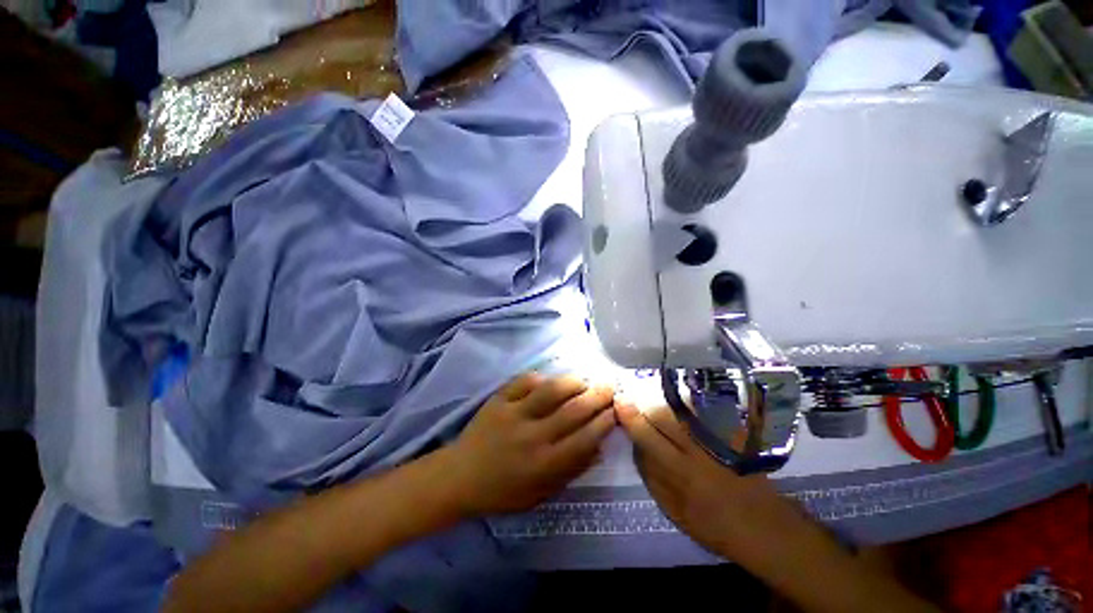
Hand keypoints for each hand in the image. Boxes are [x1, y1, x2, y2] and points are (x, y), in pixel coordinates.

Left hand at [445, 373, 615, 516]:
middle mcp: (532, 436)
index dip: (603, 422)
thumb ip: (570, 471)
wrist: (459, 476)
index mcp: (543, 464)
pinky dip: (541, 377)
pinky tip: (549, 380)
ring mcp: (513, 414)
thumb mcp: (540, 494)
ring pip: (551, 390)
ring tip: (583, 380)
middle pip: (573, 411)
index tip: (615, 410)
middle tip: (609, 387)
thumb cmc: (502, 491)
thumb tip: (598, 447)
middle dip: (597, 396)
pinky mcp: (498, 400)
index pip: (583, 439)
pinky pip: (524, 381)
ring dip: (572, 382)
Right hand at [615, 401, 794, 558]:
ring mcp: (717, 440)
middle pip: (664, 415)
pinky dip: (690, 405)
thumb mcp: (676, 512)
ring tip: (657, 401)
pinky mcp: (733, 435)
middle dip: (646, 405)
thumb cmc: (715, 526)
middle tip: (636, 399)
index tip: (619, 400)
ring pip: (683, 410)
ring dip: (665, 402)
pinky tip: (684, 406)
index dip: (631, 417)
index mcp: (680, 473)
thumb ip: (653, 479)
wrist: (765, 528)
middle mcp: (697, 450)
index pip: (647, 436)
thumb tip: (636, 448)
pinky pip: (706, 411)